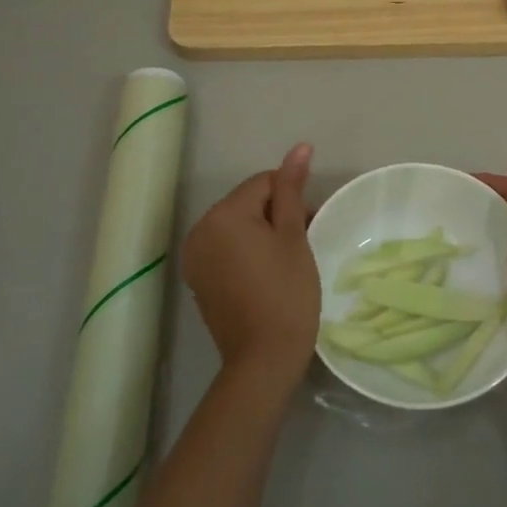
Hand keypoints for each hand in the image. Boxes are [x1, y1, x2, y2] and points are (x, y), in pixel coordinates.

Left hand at [181, 143, 320, 394]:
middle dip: (276, 214)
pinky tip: (266, 273)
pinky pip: (225, 248)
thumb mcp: (293, 236)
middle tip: (303, 242)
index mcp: (223, 214)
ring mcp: (195, 256)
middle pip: (247, 203)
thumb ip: (292, 189)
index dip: (292, 198)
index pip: (264, 183)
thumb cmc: (286, 293)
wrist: (263, 359)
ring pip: (236, 226)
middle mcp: (200, 229)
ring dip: (262, 233)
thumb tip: (300, 147)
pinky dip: (245, 252)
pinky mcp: (198, 279)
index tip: (311, 224)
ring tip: (287, 259)